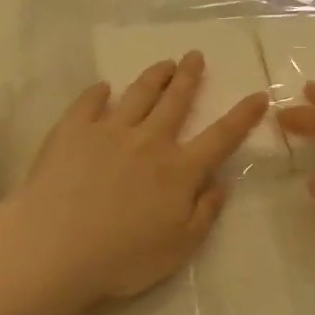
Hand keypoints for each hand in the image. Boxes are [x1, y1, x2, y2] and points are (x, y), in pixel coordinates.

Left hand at [6, 52, 267, 307]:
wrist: (55, 248)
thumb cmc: (123, 258)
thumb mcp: (179, 247)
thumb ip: (205, 213)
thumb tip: (222, 183)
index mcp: (179, 170)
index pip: (220, 137)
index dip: (242, 116)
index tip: (258, 95)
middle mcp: (149, 141)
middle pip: (175, 102)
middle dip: (189, 77)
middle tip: (195, 56)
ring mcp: (108, 131)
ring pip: (138, 94)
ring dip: (154, 76)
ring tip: (164, 63)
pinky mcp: (72, 131)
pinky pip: (88, 103)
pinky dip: (98, 93)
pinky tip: (103, 87)